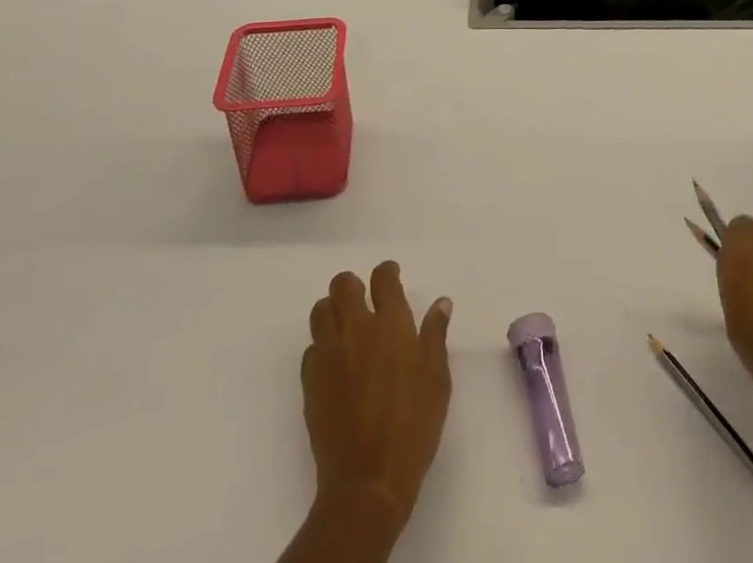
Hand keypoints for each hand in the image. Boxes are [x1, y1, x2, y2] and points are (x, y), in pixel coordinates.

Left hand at [301, 261, 453, 536]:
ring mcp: (329, 353)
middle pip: (343, 285)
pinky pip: (311, 348)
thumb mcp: (437, 380)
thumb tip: (441, 302)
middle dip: (353, 285)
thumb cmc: (413, 426)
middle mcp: (356, 328)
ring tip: (345, 326)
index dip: (387, 272)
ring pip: (321, 310)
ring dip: (332, 310)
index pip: (383, 278)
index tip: (391, 276)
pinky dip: (322, 347)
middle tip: (365, 300)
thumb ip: (435, 335)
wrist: (367, 481)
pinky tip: (334, 363)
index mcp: (391, 323)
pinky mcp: (310, 380)